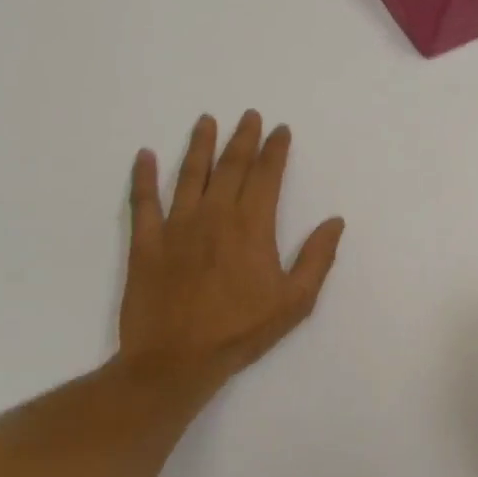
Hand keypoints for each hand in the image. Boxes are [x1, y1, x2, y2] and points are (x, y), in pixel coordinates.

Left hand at [117, 111, 344, 408]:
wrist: (175, 360)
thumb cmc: (241, 331)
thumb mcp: (295, 301)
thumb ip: (317, 258)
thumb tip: (334, 221)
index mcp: (252, 226)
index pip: (266, 176)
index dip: (275, 150)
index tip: (280, 130)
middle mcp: (214, 215)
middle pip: (230, 166)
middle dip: (242, 138)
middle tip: (248, 115)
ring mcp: (176, 226)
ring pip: (189, 175)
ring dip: (200, 145)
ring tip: (206, 121)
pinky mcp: (146, 243)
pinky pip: (143, 202)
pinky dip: (143, 177)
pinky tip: (145, 156)